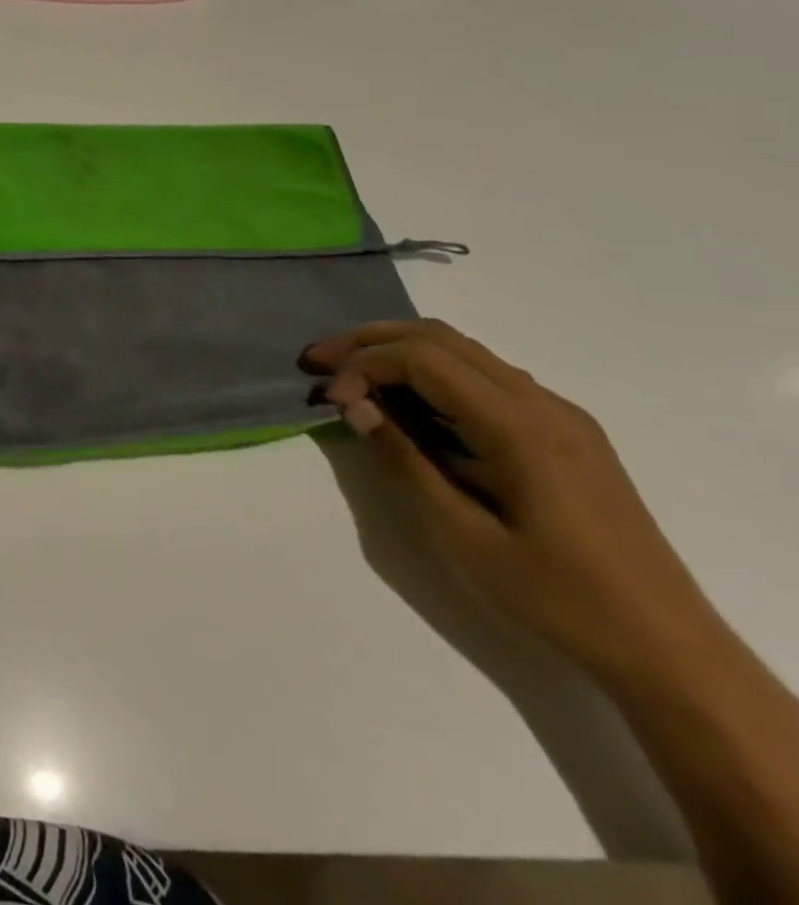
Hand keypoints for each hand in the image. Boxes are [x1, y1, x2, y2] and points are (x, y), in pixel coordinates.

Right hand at [301, 320, 715, 679]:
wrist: (668, 648)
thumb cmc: (557, 596)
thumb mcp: (463, 536)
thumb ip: (405, 461)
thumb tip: (354, 406)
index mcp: (521, 428)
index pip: (424, 359)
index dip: (365, 366)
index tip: (329, 398)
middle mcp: (544, 405)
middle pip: (442, 339)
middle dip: (372, 341)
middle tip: (320, 361)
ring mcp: (561, 416)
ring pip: (465, 352)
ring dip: (402, 353)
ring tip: (352, 377)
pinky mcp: (565, 433)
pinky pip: (487, 378)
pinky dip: (434, 375)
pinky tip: (409, 405)